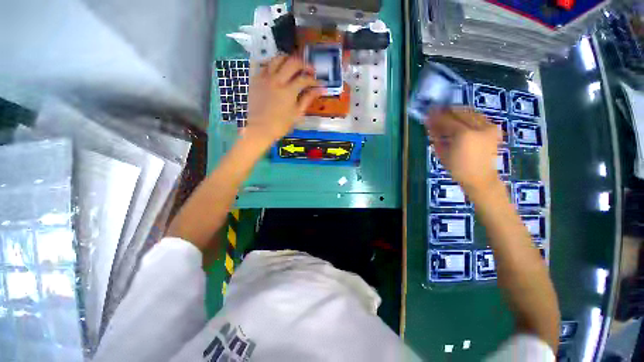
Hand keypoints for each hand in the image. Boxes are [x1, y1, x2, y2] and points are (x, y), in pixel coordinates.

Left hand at [245, 55, 321, 145]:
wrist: (259, 128)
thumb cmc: (280, 125)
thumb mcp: (297, 114)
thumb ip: (307, 99)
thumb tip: (320, 90)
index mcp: (288, 91)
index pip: (304, 79)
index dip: (314, 80)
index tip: (319, 83)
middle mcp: (277, 80)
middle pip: (293, 62)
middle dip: (304, 64)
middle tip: (309, 70)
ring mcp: (265, 77)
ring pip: (278, 58)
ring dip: (289, 60)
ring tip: (294, 67)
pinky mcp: (256, 79)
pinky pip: (266, 65)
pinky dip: (275, 65)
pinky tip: (279, 71)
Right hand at [425, 108, 501, 192]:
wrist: (481, 179)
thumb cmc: (458, 169)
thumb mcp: (442, 154)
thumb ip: (436, 137)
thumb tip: (430, 125)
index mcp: (464, 135)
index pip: (447, 120)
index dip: (436, 116)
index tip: (428, 114)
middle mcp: (479, 127)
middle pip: (460, 112)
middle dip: (447, 112)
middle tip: (437, 113)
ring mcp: (489, 127)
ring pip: (471, 112)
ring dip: (458, 112)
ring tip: (448, 117)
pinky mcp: (494, 130)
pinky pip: (479, 117)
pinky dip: (469, 116)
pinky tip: (461, 121)